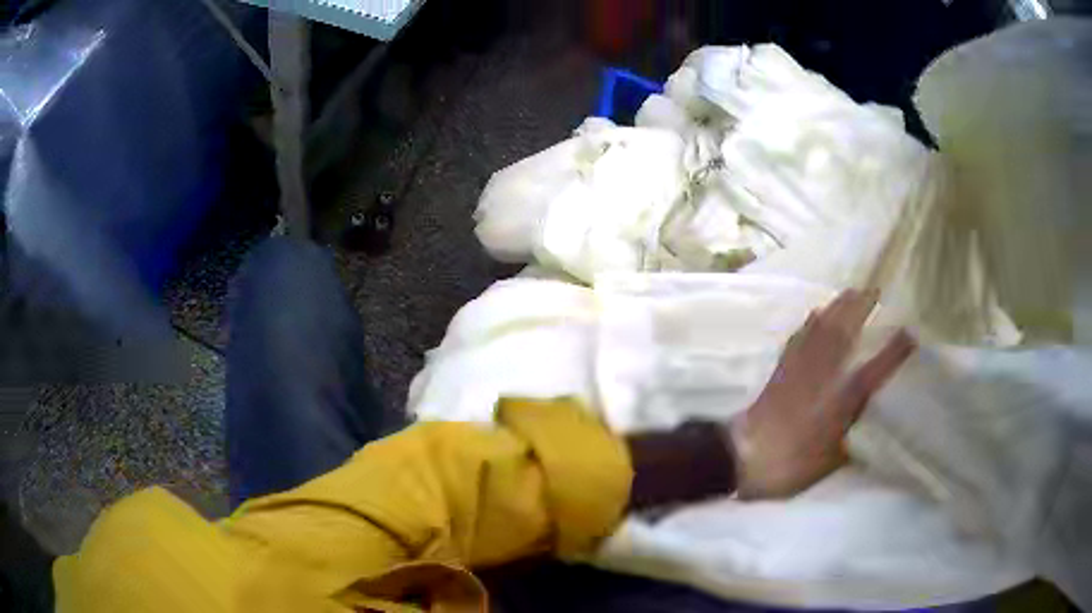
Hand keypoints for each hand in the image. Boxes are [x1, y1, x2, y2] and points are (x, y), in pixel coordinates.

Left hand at [730, 289, 915, 498]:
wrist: (743, 456)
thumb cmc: (792, 464)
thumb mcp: (831, 462)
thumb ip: (853, 443)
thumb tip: (870, 432)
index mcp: (842, 398)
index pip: (875, 368)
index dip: (895, 350)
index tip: (912, 333)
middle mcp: (824, 372)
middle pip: (845, 329)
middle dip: (861, 306)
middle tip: (874, 289)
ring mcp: (800, 366)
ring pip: (822, 325)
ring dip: (837, 305)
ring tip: (850, 293)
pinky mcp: (781, 367)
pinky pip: (800, 335)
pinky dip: (811, 321)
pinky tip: (814, 316)